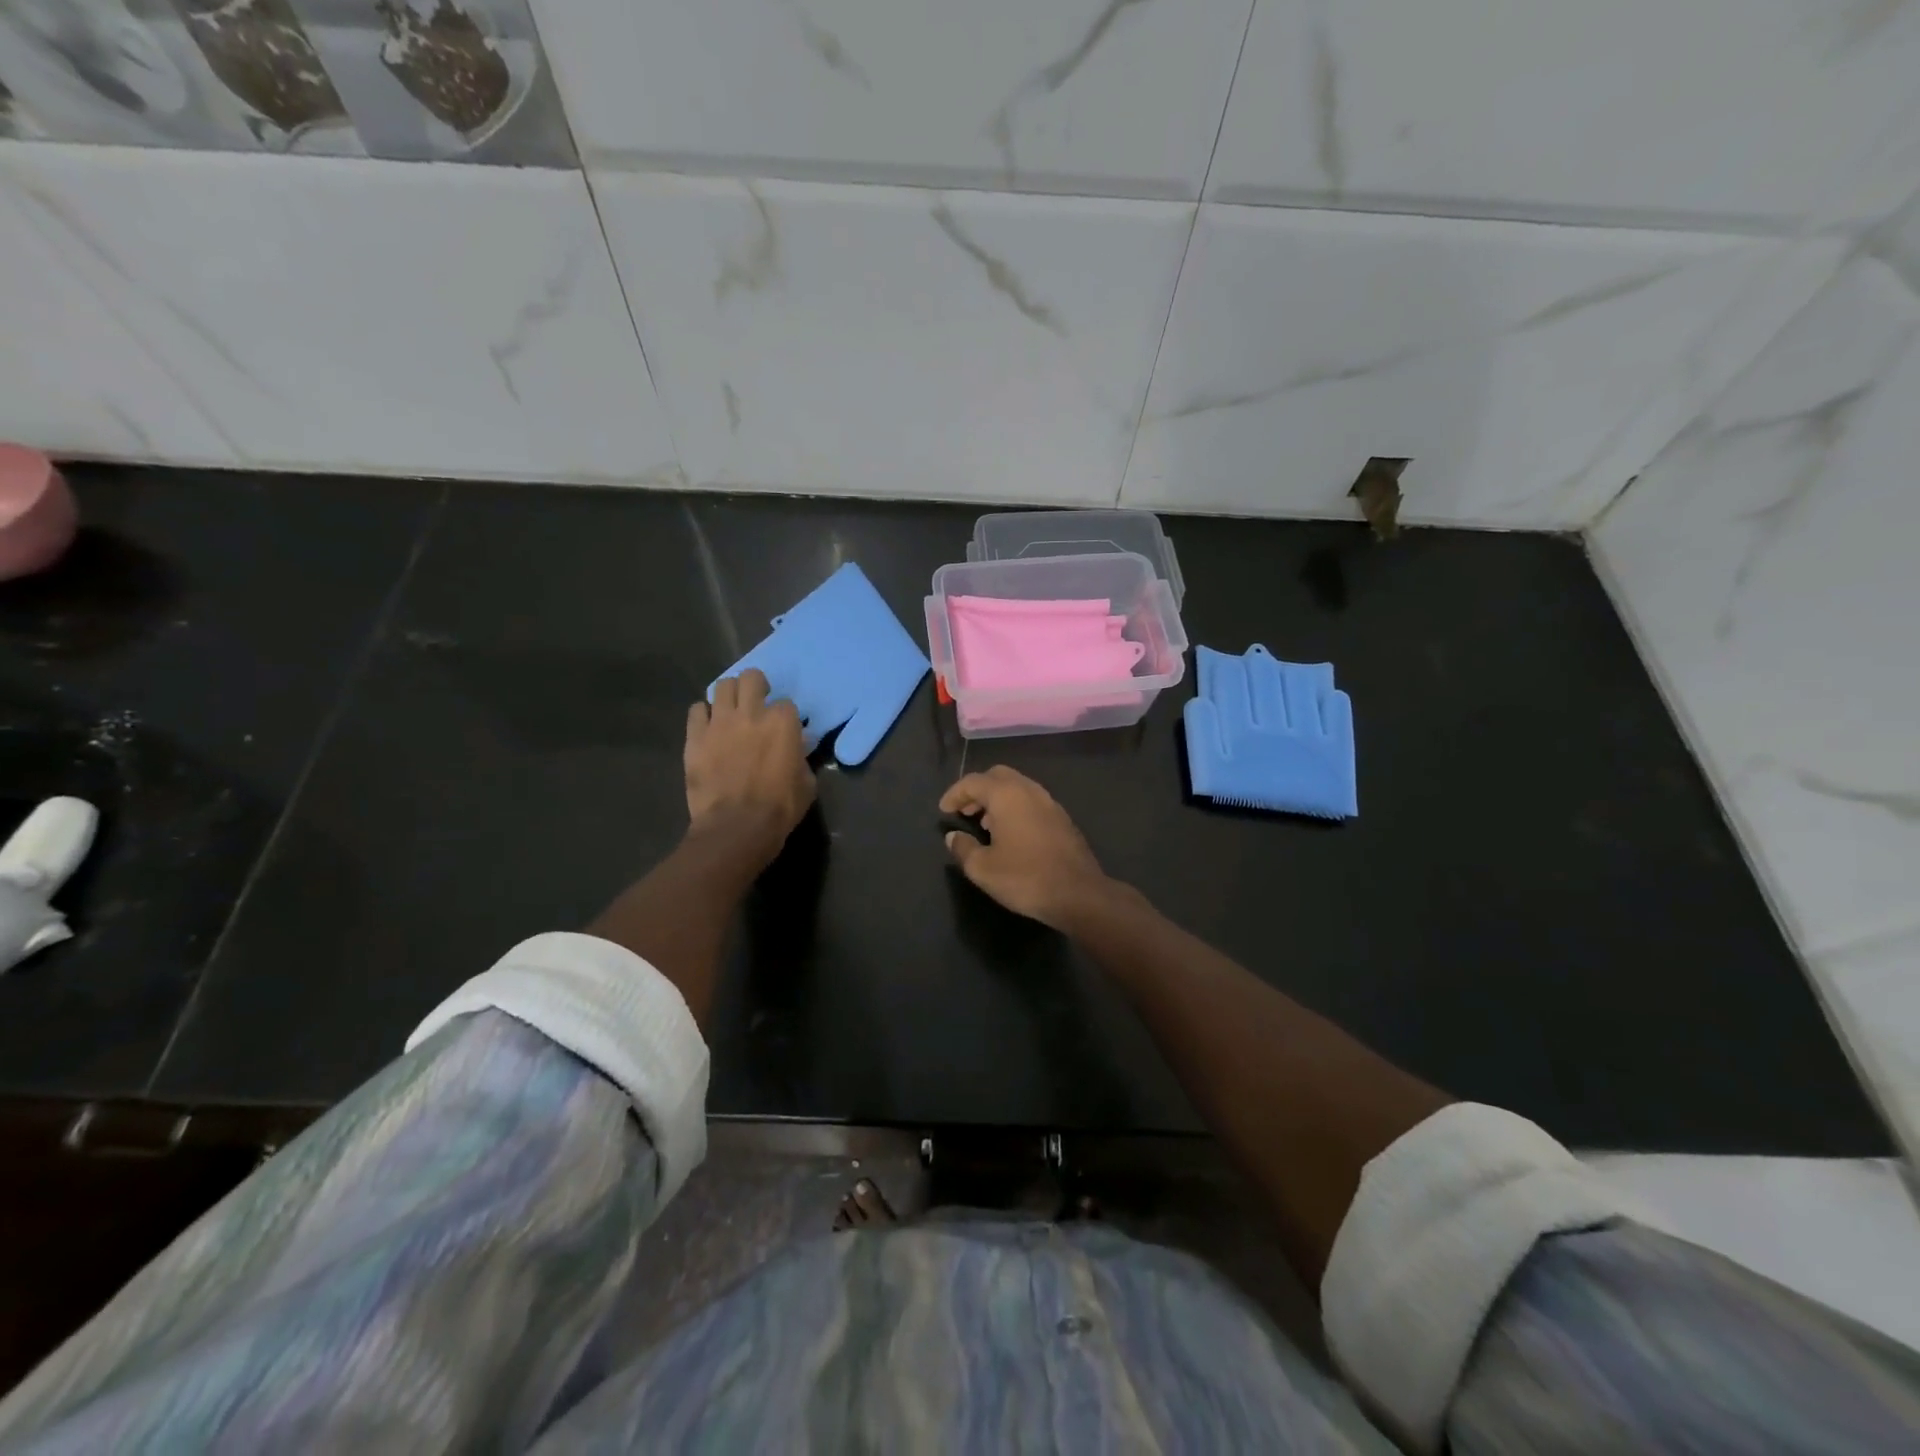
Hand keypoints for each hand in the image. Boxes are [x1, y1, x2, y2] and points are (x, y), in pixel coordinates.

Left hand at [685, 670, 815, 862]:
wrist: (736, 827)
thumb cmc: (779, 808)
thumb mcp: (806, 784)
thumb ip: (801, 758)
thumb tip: (797, 747)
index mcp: (783, 723)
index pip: (786, 703)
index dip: (785, 717)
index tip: (783, 730)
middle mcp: (751, 713)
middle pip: (751, 677)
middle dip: (756, 686)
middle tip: (755, 703)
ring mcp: (720, 722)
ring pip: (722, 685)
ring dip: (729, 695)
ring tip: (731, 711)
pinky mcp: (695, 736)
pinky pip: (697, 709)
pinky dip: (704, 715)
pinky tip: (708, 728)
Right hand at [939, 766, 1118, 929]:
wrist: (1078, 894)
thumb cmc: (1025, 878)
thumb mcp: (982, 869)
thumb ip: (963, 848)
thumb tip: (953, 837)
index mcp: (1007, 795)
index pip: (973, 781)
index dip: (954, 794)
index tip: (944, 811)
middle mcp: (1029, 790)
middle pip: (997, 776)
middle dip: (977, 790)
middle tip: (964, 812)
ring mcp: (1050, 802)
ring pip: (1017, 787)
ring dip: (997, 799)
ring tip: (984, 824)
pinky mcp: (1062, 818)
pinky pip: (1031, 801)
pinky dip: (1015, 808)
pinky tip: (1010, 834)